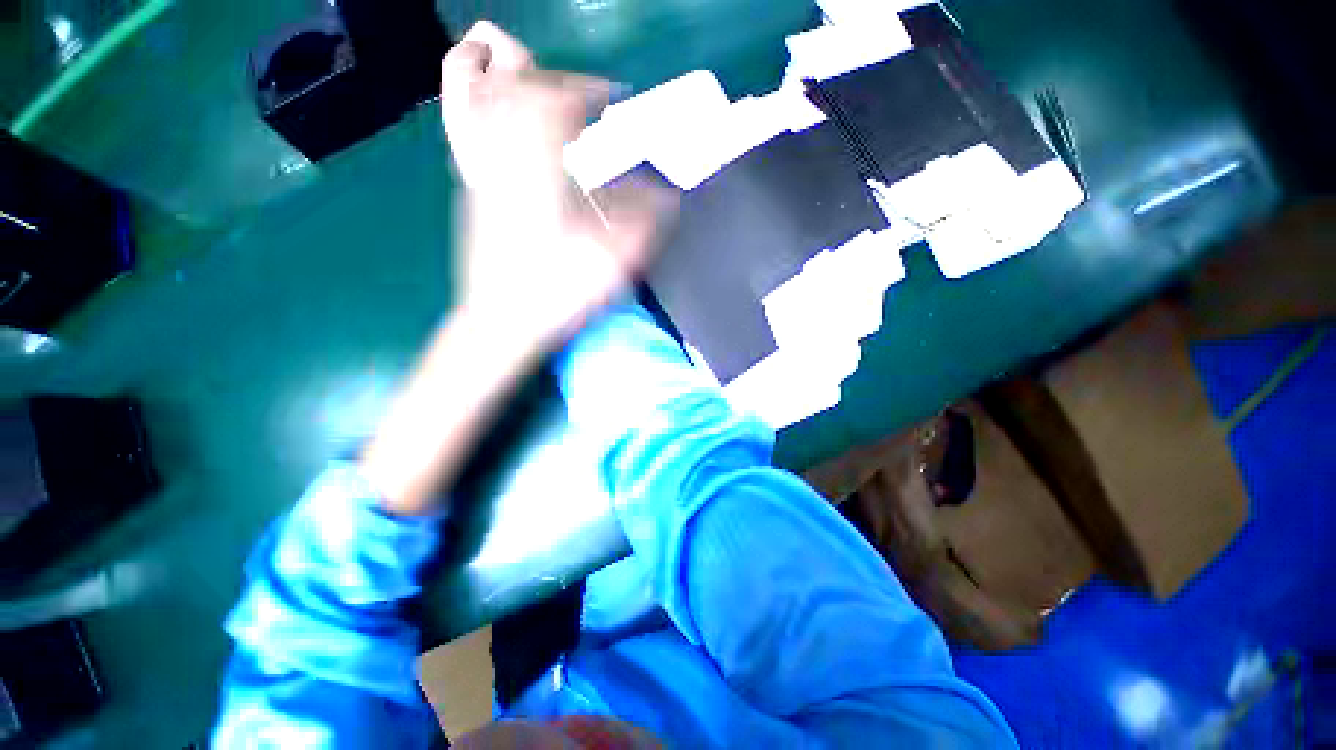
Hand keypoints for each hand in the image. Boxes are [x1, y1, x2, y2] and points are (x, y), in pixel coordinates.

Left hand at [441, 21, 672, 349]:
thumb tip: (667, 197)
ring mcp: (482, 172)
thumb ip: (643, 224)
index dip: (588, 90)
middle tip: (585, 99)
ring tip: (540, 89)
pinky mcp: (472, 189)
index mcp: (541, 173)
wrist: (501, 323)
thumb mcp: (611, 263)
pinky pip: (472, 131)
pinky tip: (505, 120)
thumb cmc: (557, 294)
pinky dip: (486, 109)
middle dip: (557, 83)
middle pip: (519, 91)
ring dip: (515, 84)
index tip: (611, 97)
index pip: (558, 103)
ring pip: (485, 102)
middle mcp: (506, 160)